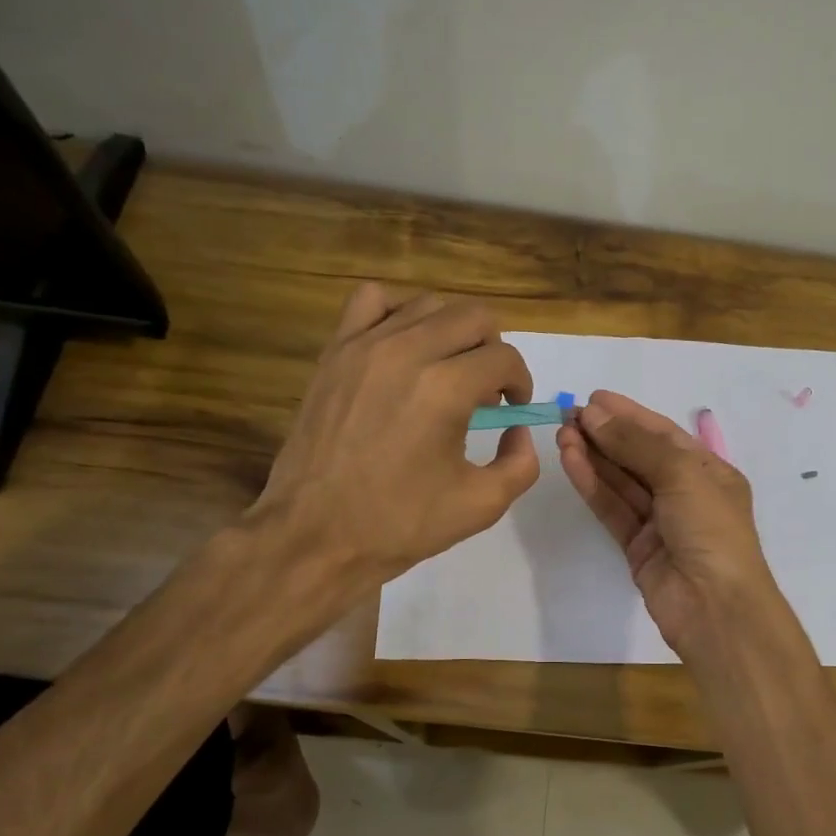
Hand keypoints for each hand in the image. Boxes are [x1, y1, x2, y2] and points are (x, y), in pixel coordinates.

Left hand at [255, 283, 539, 580]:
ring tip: (448, 369)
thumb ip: (521, 463)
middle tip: (487, 389)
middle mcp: (407, 352)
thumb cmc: (399, 524)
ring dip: (452, 331)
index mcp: (445, 389)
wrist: (314, 535)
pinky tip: (404, 346)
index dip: (520, 382)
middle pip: (473, 317)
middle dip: (494, 350)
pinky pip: (372, 300)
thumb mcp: (481, 505)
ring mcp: (365, 346)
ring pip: (428, 304)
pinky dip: (399, 312)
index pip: (504, 357)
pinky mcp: (335, 352)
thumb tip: (518, 430)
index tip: (512, 409)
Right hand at [557, 390, 781, 655]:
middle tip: (567, 415)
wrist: (715, 607)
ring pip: (621, 482)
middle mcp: (686, 493)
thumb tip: (594, 415)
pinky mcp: (637, 546)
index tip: (593, 398)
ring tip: (562, 433)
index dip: (629, 415)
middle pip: (639, 456)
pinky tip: (570, 461)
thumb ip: (636, 444)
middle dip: (606, 434)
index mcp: (709, 472)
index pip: (664, 435)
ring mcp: (660, 522)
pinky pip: (612, 508)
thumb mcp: (681, 475)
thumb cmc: (711, 530)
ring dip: (593, 457)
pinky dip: (592, 485)